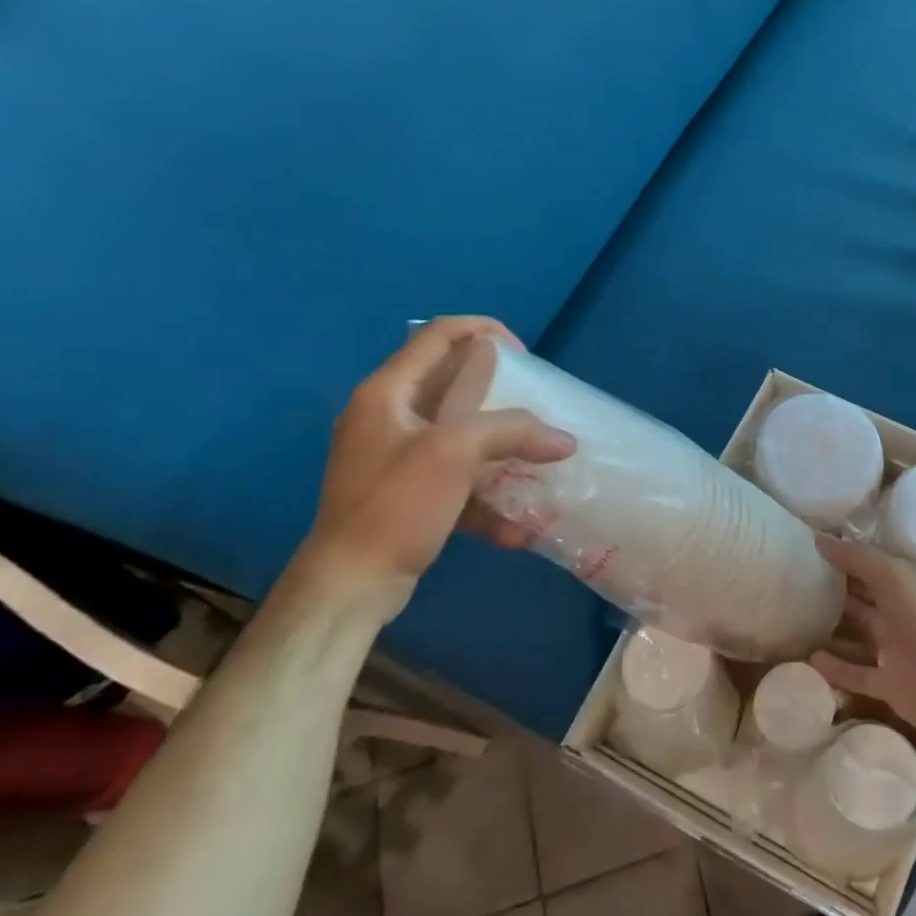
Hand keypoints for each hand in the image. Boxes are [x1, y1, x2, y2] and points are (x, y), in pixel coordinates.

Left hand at [290, 316, 574, 622]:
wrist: (349, 586)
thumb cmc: (396, 505)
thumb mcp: (456, 454)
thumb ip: (512, 432)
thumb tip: (565, 440)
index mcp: (387, 392)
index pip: (437, 335)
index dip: (483, 329)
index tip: (524, 354)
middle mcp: (387, 417)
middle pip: (450, 384)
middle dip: (499, 391)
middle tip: (533, 402)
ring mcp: (395, 458)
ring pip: (458, 434)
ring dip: (499, 446)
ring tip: (535, 458)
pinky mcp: (406, 494)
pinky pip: (455, 480)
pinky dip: (485, 497)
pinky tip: (517, 528)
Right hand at [810, 536, 915, 744]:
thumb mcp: (894, 576)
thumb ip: (858, 557)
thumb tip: (819, 539)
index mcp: (906, 582)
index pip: (869, 564)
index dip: (842, 555)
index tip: (807, 549)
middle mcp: (899, 612)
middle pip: (860, 597)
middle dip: (833, 589)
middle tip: (793, 581)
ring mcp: (894, 649)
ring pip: (856, 634)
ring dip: (831, 627)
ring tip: (794, 619)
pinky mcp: (888, 684)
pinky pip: (855, 673)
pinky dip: (834, 667)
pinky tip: (809, 658)